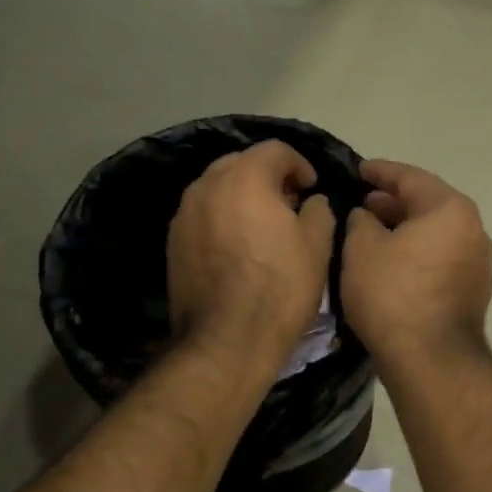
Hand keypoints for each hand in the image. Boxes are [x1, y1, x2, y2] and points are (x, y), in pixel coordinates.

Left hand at [167, 141, 335, 368]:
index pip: (276, 150)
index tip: (311, 188)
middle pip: (240, 163)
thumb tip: (311, 202)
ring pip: (217, 188)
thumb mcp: (318, 246)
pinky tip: (238, 246)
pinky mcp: (173, 242)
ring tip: (262, 225)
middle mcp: (207, 186)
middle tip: (288, 203)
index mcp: (245, 178)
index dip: (299, 164)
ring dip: (242, 196)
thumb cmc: (280, 288)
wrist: (226, 341)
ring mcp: (184, 214)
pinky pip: (203, 215)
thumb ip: (319, 211)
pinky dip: (222, 218)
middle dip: (267, 176)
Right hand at [341, 159, 491, 365]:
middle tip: (362, 204)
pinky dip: (417, 253)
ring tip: (372, 234)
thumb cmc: (392, 294)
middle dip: (393, 203)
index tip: (358, 170)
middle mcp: (473, 230)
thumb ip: (360, 220)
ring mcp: (478, 263)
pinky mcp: (473, 292)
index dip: (380, 172)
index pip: (410, 178)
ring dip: (405, 230)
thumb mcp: (361, 248)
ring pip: (435, 233)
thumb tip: (367, 215)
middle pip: (428, 204)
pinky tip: (392, 263)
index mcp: (450, 209)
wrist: (430, 359)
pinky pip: (440, 258)